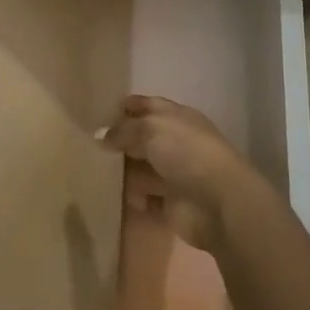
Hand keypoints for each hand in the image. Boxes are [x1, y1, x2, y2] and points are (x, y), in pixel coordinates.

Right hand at [98, 95, 258, 251]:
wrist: (217, 202)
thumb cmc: (185, 153)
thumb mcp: (150, 129)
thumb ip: (123, 130)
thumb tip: (102, 135)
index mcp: (178, 118)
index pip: (150, 105)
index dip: (130, 106)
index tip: (104, 111)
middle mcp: (177, 143)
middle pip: (145, 138)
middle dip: (122, 140)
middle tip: (92, 144)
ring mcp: (176, 174)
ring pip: (144, 168)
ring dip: (125, 171)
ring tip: (97, 171)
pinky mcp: (172, 203)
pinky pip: (146, 197)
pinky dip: (133, 197)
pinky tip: (115, 196)